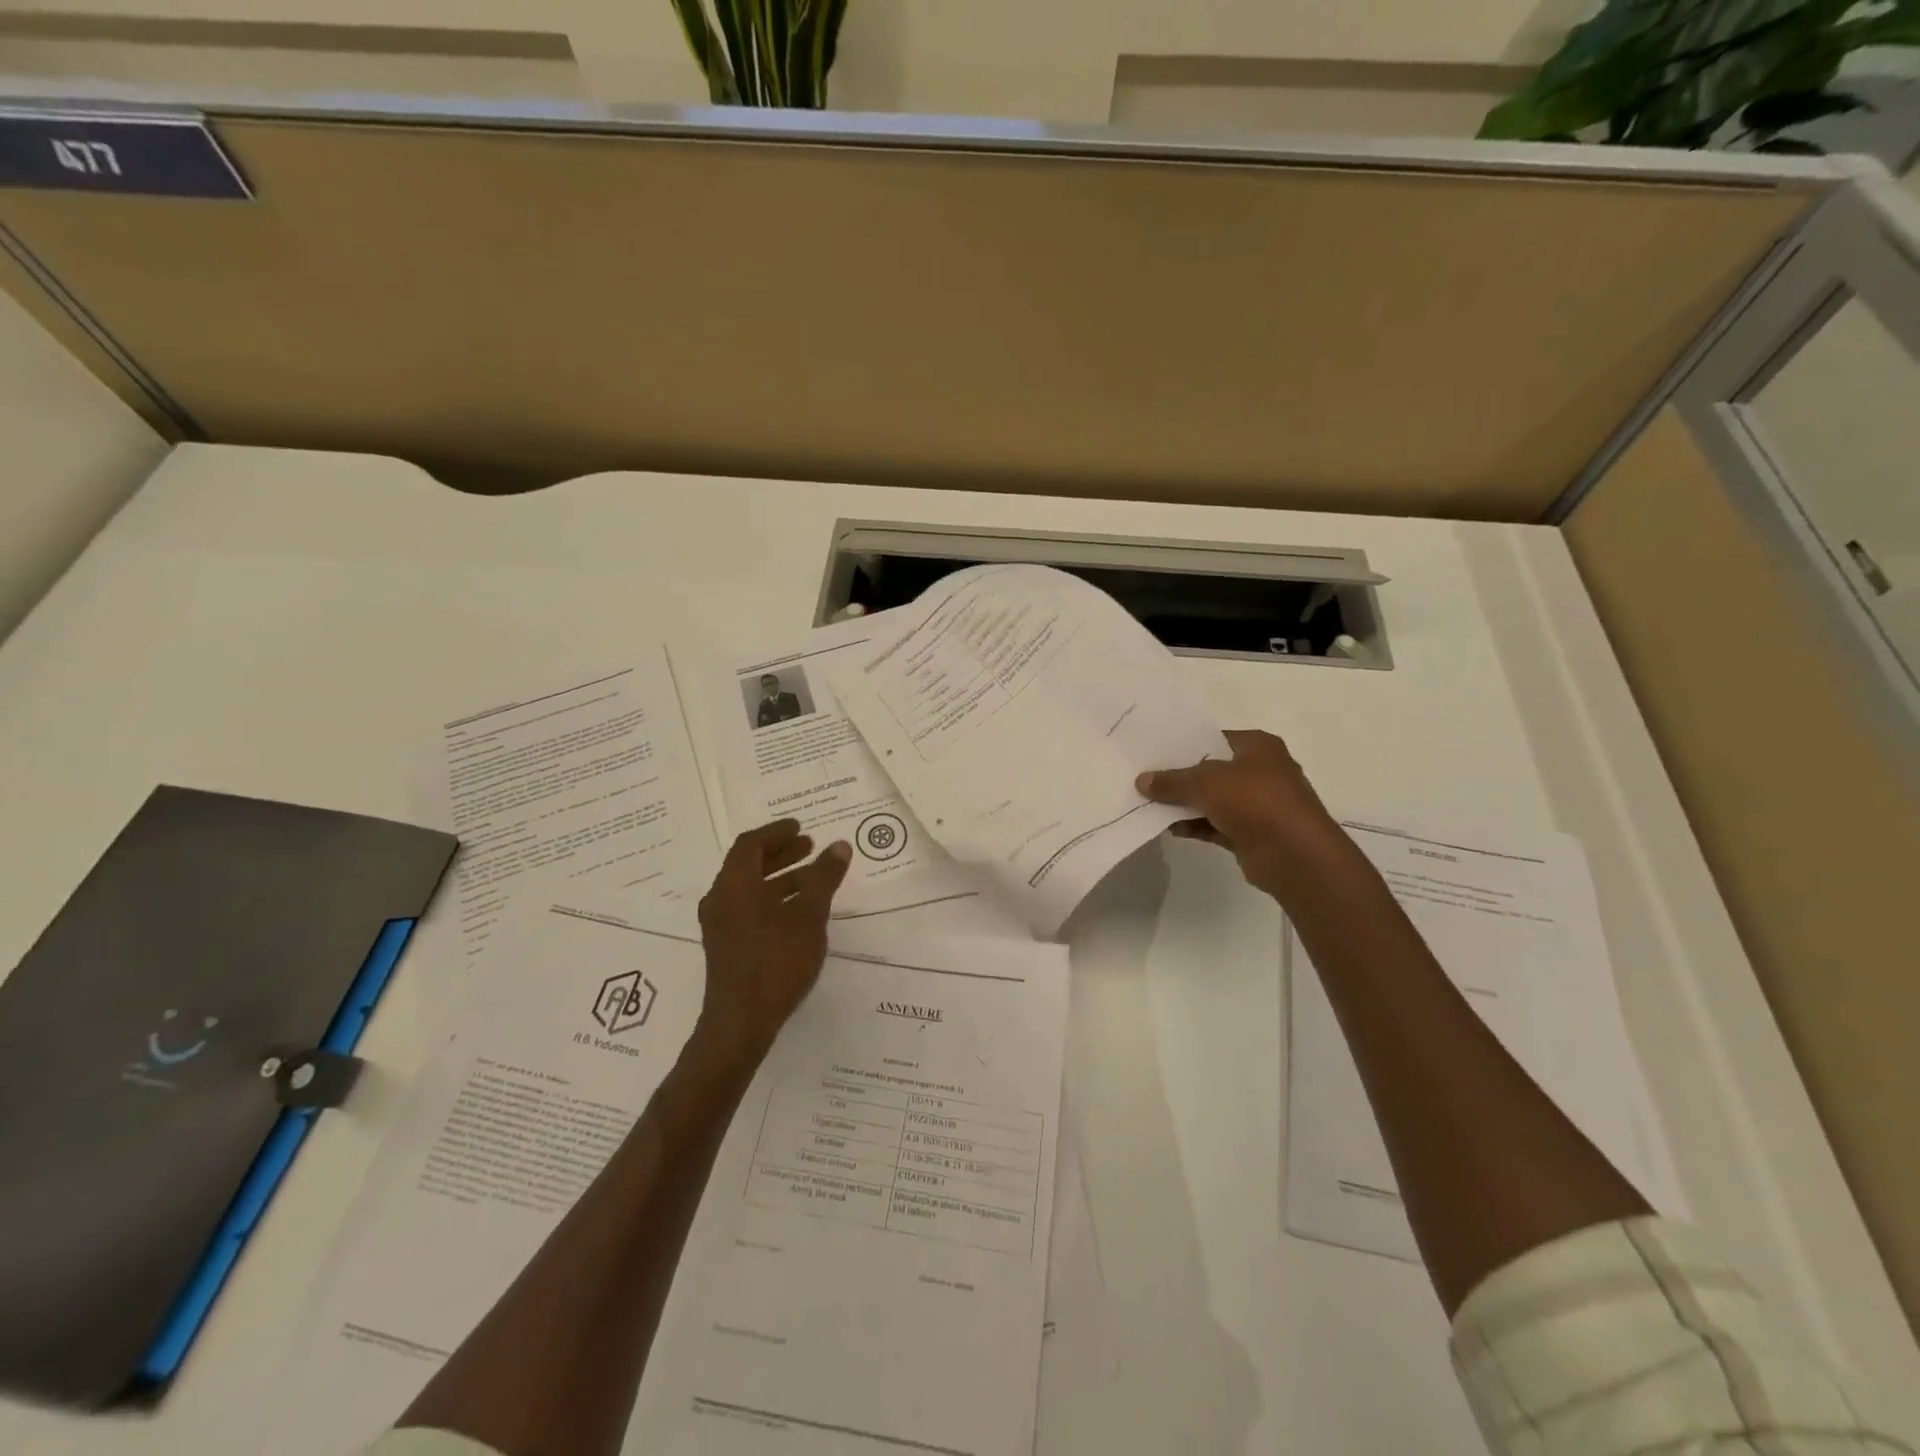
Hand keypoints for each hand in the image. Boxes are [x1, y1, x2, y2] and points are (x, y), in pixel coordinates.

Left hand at [694, 820, 852, 1069]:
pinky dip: (771, 900)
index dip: (776, 832)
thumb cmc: (776, 961)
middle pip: (747, 865)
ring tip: (812, 879)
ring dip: (778, 878)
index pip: (750, 844)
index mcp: (734, 884)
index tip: (800, 827)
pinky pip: (747, 909)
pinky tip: (797, 913)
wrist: (740, 1022)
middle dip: (780, 853)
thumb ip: (823, 878)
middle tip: (809, 847)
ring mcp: (719, 926)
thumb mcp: (809, 915)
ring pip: (749, 889)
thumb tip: (839, 845)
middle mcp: (720, 899)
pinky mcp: (725, 947)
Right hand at [1136, 729, 1344, 898]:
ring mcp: (1257, 805)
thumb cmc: (1254, 801)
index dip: (1184, 744)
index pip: (1214, 739)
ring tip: (1147, 803)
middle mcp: (1260, 771)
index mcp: (1258, 746)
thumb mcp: (1205, 782)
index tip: (1153, 752)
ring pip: (1212, 799)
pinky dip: (1194, 825)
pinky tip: (1167, 827)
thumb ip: (1172, 780)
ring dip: (1184, 804)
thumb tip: (1141, 780)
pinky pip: (1215, 825)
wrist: (1294, 854)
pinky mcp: (1251, 834)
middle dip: (1180, 776)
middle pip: (1211, 770)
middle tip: (1144, 777)